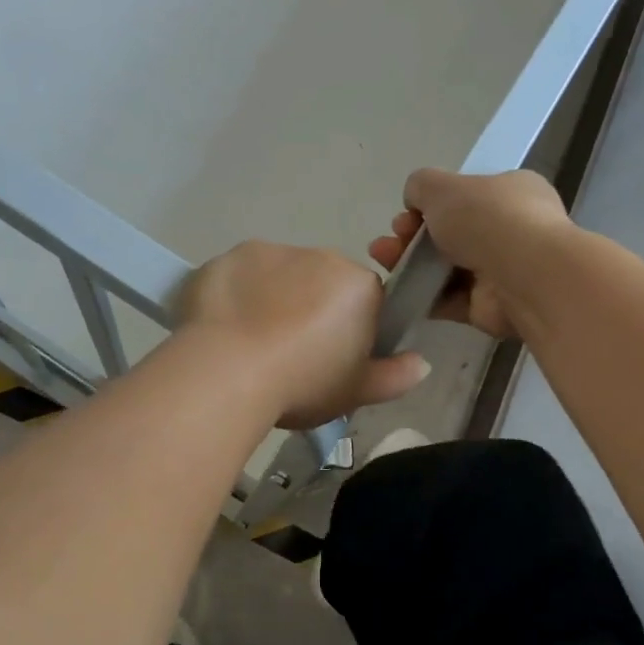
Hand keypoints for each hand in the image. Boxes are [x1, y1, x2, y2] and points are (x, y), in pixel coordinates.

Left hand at [178, 241, 429, 428]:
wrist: (226, 372)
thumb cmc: (302, 383)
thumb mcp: (356, 392)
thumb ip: (394, 376)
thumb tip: (421, 363)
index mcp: (357, 284)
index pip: (365, 299)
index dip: (350, 329)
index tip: (332, 358)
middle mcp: (317, 255)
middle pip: (321, 282)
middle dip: (311, 308)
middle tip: (290, 354)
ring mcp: (267, 252)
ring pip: (277, 275)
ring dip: (271, 298)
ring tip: (250, 344)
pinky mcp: (225, 258)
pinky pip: (237, 277)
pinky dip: (234, 296)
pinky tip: (222, 330)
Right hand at [369, 169, 573, 338]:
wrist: (525, 277)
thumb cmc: (488, 219)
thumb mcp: (442, 186)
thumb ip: (421, 186)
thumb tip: (416, 202)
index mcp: (511, 192)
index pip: (466, 196)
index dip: (430, 205)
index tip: (406, 215)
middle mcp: (511, 230)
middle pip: (451, 233)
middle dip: (413, 237)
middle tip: (388, 244)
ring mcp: (503, 271)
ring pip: (447, 268)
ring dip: (412, 266)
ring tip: (384, 265)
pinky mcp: (491, 307)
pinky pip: (451, 300)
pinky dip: (425, 296)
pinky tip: (399, 292)